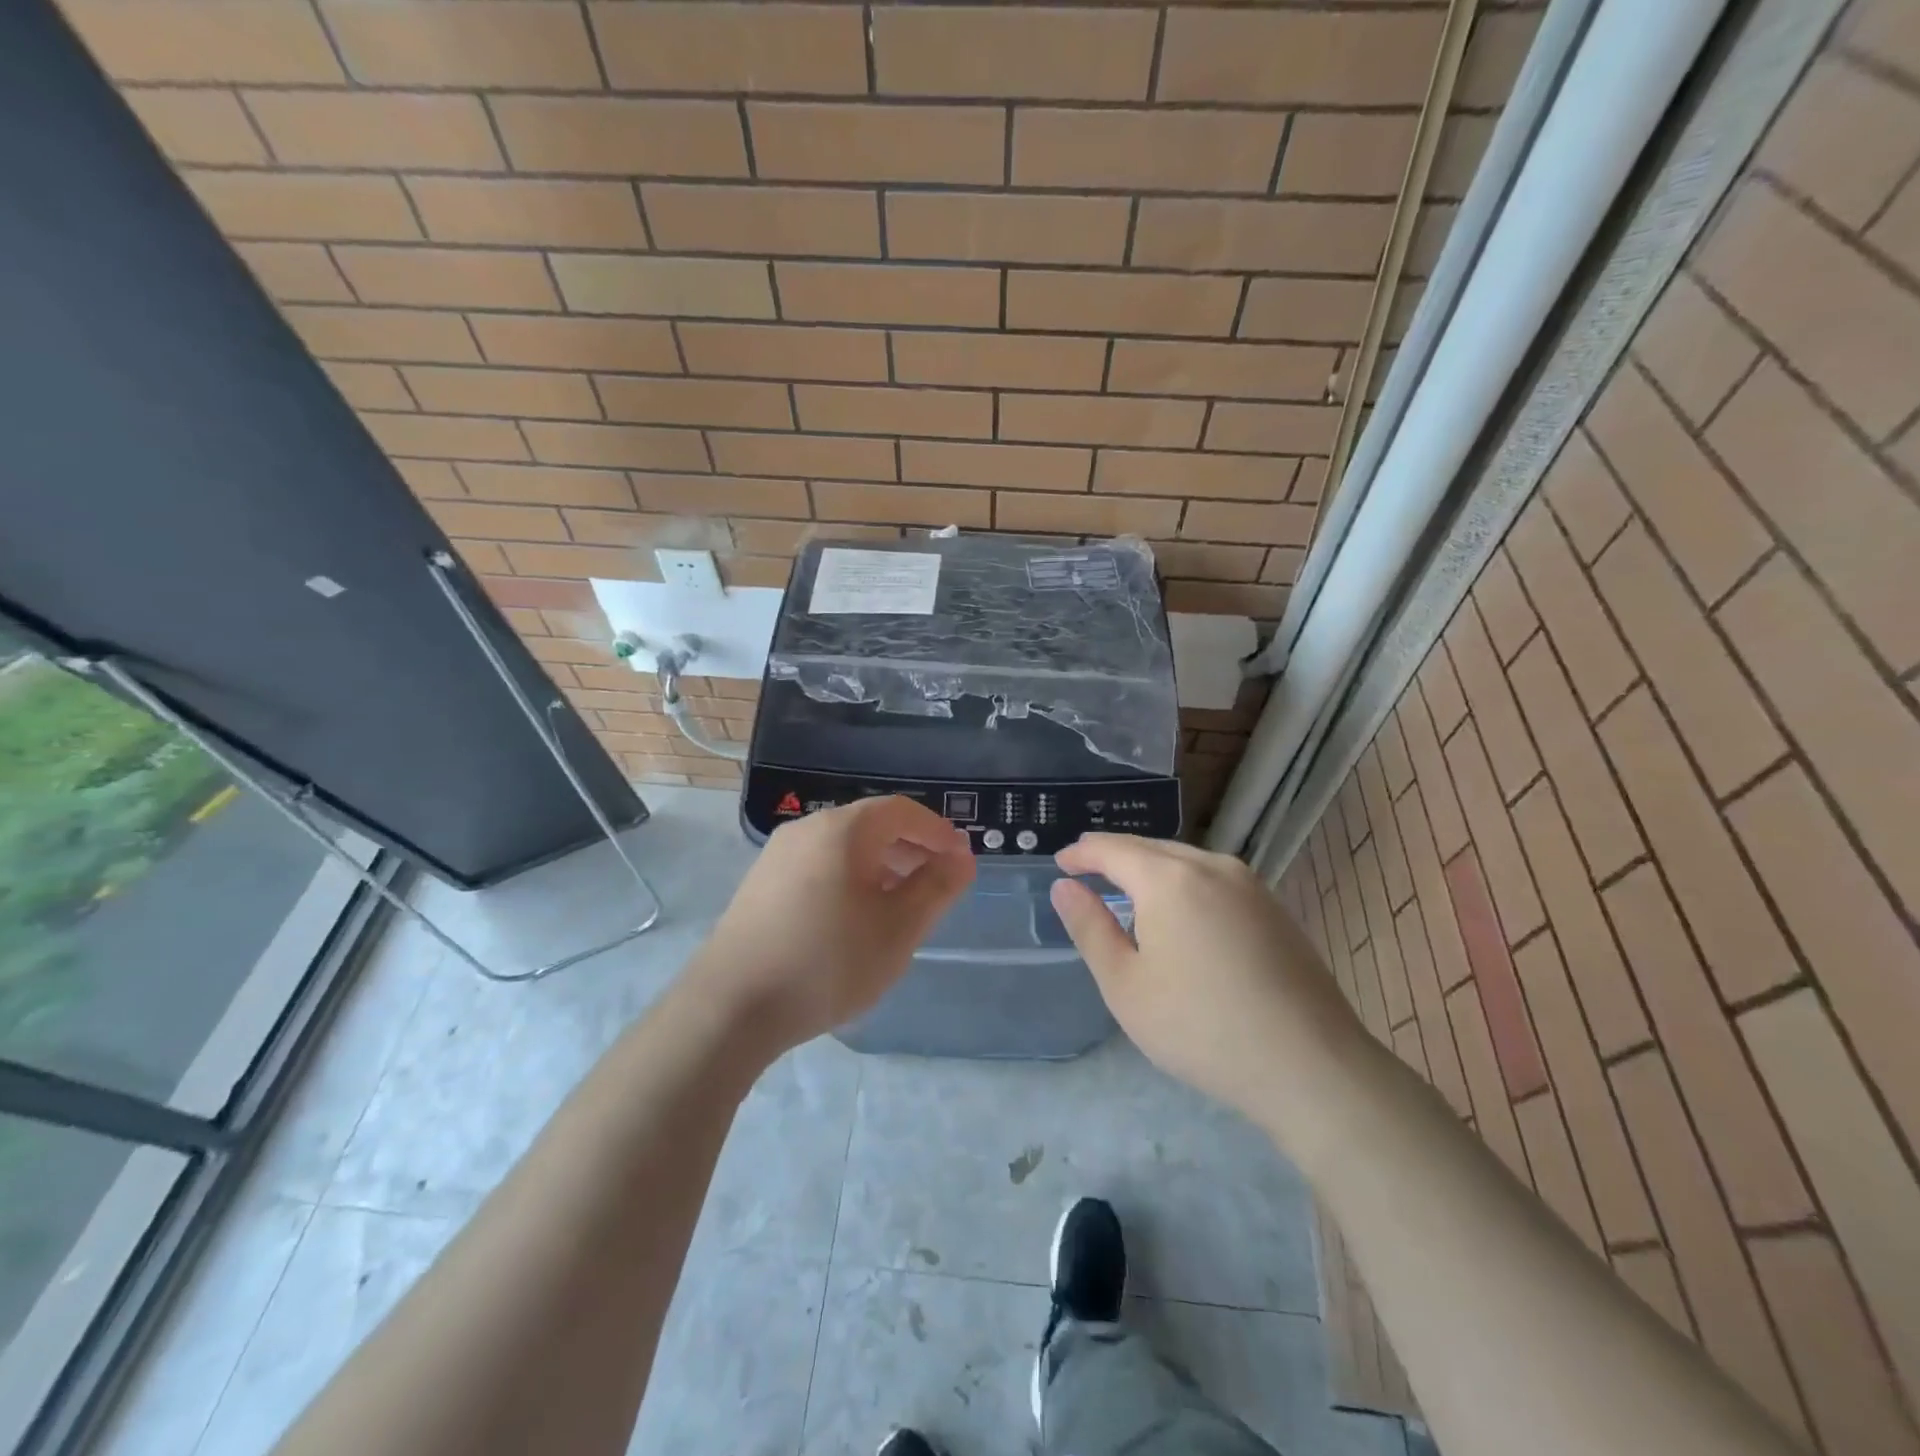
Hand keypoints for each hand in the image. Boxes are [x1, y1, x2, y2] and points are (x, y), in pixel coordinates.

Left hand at [692, 796, 974, 1051]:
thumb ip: (936, 888)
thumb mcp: (897, 929)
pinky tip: (856, 918)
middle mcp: (807, 829)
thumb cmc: (827, 962)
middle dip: (911, 848)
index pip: (902, 811)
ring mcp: (777, 856)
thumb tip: (960, 859)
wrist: (730, 1008)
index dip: (937, 831)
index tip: (962, 860)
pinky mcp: (761, 884)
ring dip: (882, 865)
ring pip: (844, 847)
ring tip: (902, 903)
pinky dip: (850, 878)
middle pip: (871, 825)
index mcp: (842, 830)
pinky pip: (819, 866)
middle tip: (938, 882)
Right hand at [1049, 834, 1365, 1126]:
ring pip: (1186, 860)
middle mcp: (1210, 866)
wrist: (1309, 1065)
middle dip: (1115, 855)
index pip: (1113, 850)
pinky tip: (1181, 910)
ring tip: (1128, 885)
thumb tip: (1066, 887)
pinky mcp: (1273, 908)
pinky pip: (1214, 879)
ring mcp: (1249, 885)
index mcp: (1168, 879)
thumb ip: (1090, 928)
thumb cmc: (1201, 1028)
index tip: (1061, 862)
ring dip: (1151, 867)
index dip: (1082, 854)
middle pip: (1151, 848)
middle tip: (1087, 867)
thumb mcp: (1126, 985)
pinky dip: (1184, 882)